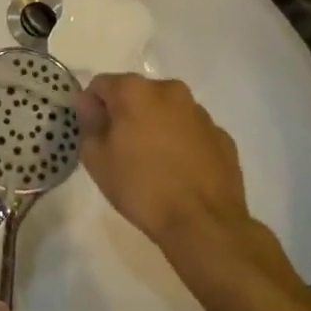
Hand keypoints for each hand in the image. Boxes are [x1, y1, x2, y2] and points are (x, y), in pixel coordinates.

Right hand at [75, 74, 253, 246]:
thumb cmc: (142, 188)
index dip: (94, 108)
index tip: (96, 136)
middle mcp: (169, 90)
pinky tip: (181, 174)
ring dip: (157, 127)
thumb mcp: (96, 159)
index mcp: (135, 90)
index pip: (101, 85)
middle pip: (137, 95)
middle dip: (127, 115)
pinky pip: (192, 132)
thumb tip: (88, 103)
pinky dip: (183, 144)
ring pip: (167, 112)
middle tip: (124, 151)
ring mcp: (200, 113)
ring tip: (156, 165)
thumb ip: (88, 122)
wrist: (204, 225)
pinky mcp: (222, 136)